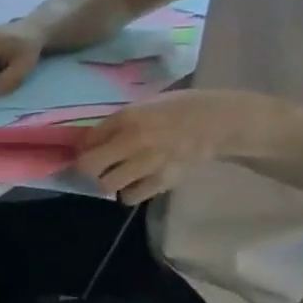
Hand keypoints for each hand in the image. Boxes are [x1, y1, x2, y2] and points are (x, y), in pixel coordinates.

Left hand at [75, 89, 284, 204]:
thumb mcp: (146, 105)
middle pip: (88, 167)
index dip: (82, 148)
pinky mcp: (160, 182)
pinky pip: (129, 196)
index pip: (87, 140)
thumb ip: (118, 122)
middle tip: (94, 168)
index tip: (86, 150)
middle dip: (87, 169)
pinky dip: (128, 193)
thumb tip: (89, 140)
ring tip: (116, 176)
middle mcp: (133, 140)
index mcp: (128, 117)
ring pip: (106, 185)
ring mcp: (146, 163)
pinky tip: (135, 183)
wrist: (220, 123)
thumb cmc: (180, 110)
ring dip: (107, 182)